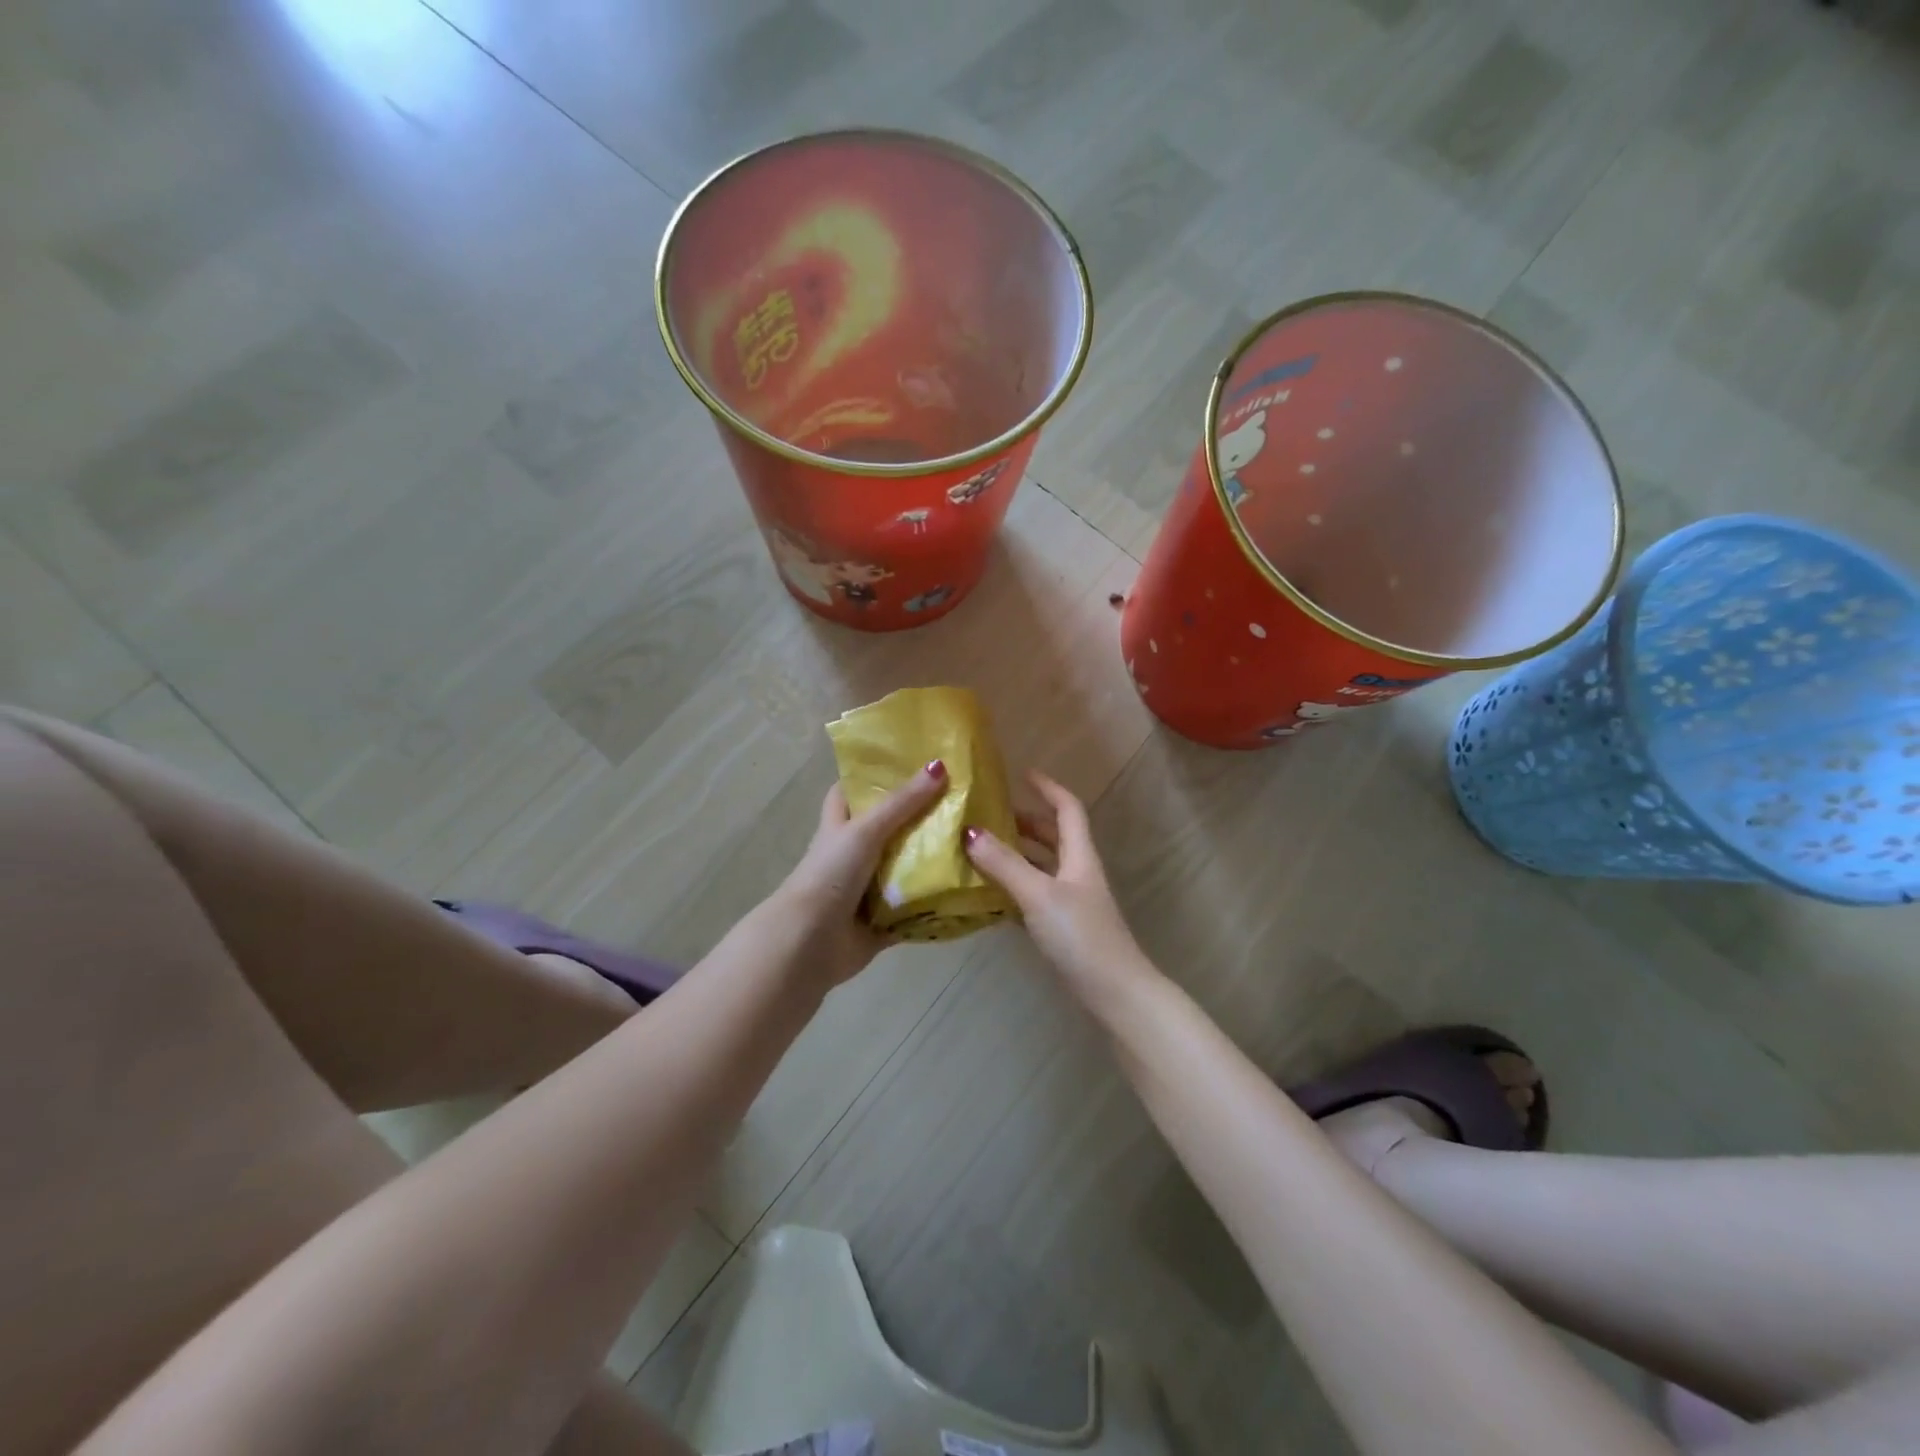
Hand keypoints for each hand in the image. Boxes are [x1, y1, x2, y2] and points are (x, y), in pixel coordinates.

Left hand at [773, 760, 948, 986]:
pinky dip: (937, 901)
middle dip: (922, 818)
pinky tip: (970, 888)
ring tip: (977, 839)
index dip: (877, 775)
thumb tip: (940, 764)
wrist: (809, 942)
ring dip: (934, 860)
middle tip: (963, 800)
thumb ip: (902, 802)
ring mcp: (869, 888)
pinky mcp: (884, 919)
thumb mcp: (865, 830)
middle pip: (890, 828)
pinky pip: (916, 907)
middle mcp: (854, 853)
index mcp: (841, 825)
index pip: (854, 789)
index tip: (914, 761)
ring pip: (906, 867)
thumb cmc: (830, 874)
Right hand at [963, 770, 1151, 1006]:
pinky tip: (989, 893)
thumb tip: (970, 832)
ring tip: (981, 849)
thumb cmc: (1081, 935)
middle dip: (1024, 821)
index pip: (1067, 809)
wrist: (1114, 992)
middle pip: (1053, 836)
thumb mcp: (1039, 895)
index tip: (1022, 774)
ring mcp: (1071, 901)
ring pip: (1042, 865)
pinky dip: (1013, 886)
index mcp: (1079, 856)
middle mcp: (1077, 872)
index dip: (1048, 788)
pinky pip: (1034, 894)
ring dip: (1016, 854)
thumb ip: (1005, 865)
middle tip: (989, 815)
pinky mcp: (1063, 927)